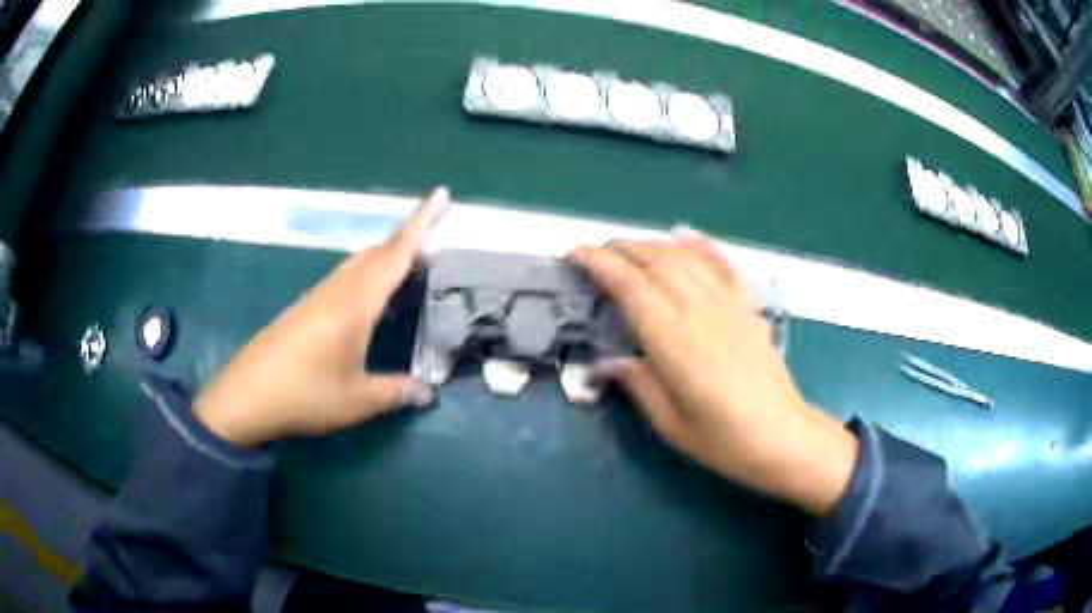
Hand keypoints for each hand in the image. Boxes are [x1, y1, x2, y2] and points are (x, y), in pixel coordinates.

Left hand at [194, 188, 449, 447]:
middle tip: (436, 240)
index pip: (394, 255)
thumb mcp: (356, 401)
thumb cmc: (304, 394)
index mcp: (355, 305)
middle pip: (376, 252)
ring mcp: (317, 297)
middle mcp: (336, 291)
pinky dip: (367, 275)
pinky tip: (370, 299)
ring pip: (358, 263)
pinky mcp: (304, 308)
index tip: (442, 194)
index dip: (421, 224)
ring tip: (410, 267)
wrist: (246, 396)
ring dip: (386, 256)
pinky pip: (344, 279)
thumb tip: (428, 392)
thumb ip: (395, 392)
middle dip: (407, 238)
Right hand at [571, 232, 857, 515]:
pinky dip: (701, 246)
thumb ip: (638, 384)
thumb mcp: (670, 423)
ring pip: (686, 258)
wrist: (782, 437)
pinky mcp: (748, 307)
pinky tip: (684, 236)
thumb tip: (608, 362)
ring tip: (630, 249)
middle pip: (657, 262)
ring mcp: (729, 305)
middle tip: (597, 254)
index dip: (601, 265)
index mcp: (675, 342)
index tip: (576, 254)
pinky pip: (722, 265)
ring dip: (653, 245)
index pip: (632, 288)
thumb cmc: (723, 440)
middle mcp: (701, 312)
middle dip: (622, 249)